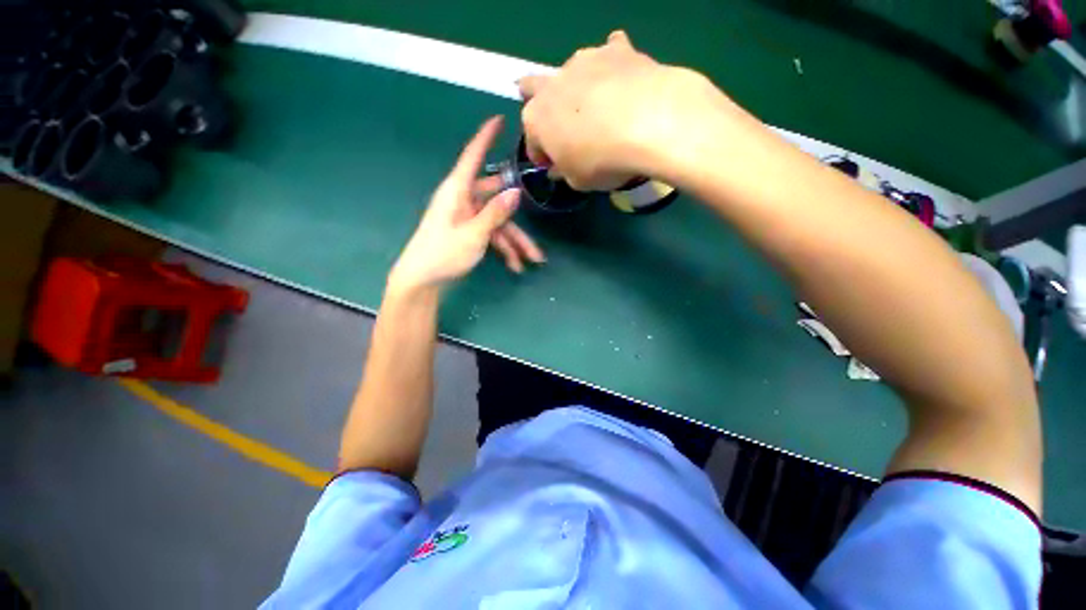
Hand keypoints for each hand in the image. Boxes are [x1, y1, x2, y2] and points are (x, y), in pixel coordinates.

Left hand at [388, 117, 544, 294]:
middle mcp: (463, 199)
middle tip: (536, 231)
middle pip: (497, 201)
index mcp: (458, 190)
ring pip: (498, 223)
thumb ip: (496, 212)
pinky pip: (490, 234)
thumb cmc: (444, 253)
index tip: (499, 119)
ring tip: (532, 261)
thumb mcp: (474, 234)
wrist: (422, 279)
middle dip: (517, 222)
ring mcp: (466, 216)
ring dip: (514, 242)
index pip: (473, 156)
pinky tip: (515, 265)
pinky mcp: (468, 231)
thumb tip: (516, 191)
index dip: (486, 137)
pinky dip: (503, 248)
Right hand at [519, 31, 730, 190]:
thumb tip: (558, 167)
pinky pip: (610, 52)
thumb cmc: (601, 161)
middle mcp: (552, 86)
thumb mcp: (577, 181)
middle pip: (533, 89)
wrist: (648, 123)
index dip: (542, 155)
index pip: (532, 142)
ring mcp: (583, 62)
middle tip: (559, 122)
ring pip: (570, 70)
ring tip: (598, 105)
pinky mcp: (615, 50)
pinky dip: (613, 65)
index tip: (555, 165)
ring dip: (577, 86)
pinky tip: (623, 77)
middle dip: (541, 103)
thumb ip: (564, 171)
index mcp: (536, 121)